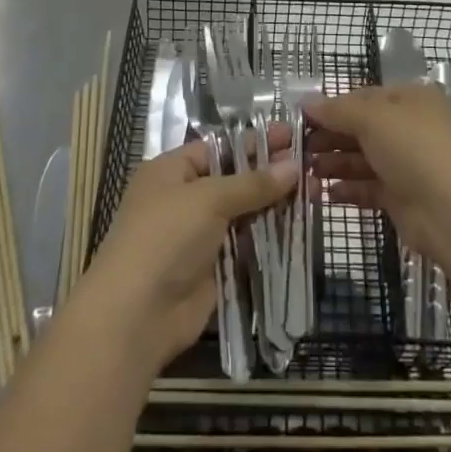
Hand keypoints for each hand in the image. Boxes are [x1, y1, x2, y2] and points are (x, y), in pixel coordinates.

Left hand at [80, 136, 296, 369]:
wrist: (136, 315)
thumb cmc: (166, 237)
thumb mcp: (208, 199)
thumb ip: (253, 184)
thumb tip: (294, 167)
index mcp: (172, 171)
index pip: (220, 148)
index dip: (255, 142)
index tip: (293, 135)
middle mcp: (185, 199)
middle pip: (234, 179)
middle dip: (270, 173)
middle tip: (312, 165)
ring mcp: (199, 236)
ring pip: (244, 213)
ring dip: (275, 205)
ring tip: (315, 192)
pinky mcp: (213, 269)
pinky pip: (246, 246)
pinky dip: (270, 237)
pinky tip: (300, 226)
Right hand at [306, 85, 450, 257]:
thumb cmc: (414, 149)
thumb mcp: (373, 118)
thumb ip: (337, 110)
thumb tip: (307, 103)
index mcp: (410, 99)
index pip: (363, 97)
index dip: (332, 107)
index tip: (300, 120)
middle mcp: (409, 128)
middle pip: (361, 128)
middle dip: (329, 137)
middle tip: (298, 151)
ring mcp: (407, 164)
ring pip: (362, 159)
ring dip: (334, 164)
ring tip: (306, 174)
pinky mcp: (402, 198)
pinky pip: (368, 187)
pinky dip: (347, 188)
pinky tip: (325, 193)